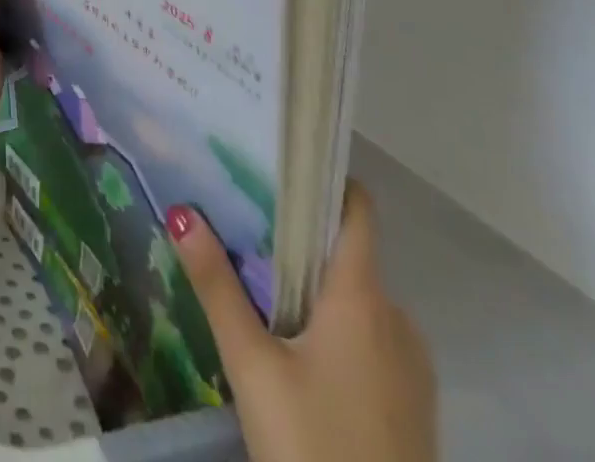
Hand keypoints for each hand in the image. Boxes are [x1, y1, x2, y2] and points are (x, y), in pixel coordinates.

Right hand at [170, 184, 435, 461]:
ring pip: (357, 298)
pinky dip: (335, 324)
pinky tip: (293, 343)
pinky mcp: (414, 405)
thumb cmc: (314, 449)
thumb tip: (181, 212)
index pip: (357, 209)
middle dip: (298, 235)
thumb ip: (216, 285)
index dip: (323, 176)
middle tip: (243, 222)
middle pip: (347, 252)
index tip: (277, 161)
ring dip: (314, 284)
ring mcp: (412, 366)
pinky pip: (371, 337)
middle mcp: (397, 319)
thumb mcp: (252, 366)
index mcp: (363, 298)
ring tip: (258, 278)